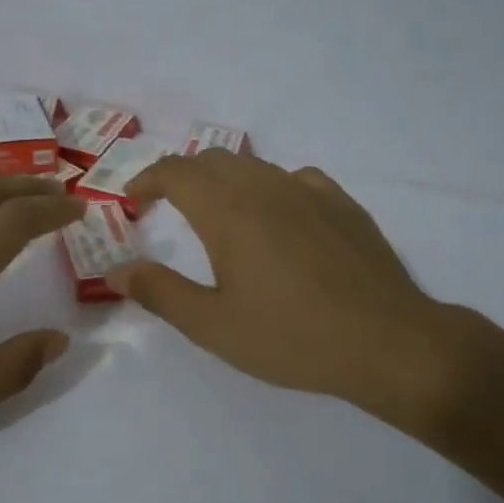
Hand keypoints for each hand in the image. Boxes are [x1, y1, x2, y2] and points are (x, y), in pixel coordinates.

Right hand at [109, 151, 477, 428]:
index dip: (147, 180)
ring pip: (253, 166)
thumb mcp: (213, 326)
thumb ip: (160, 292)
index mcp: (228, 212)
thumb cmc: (291, 337)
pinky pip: (294, 178)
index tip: (133, 201)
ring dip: (223, 179)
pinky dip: (269, 187)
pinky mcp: (342, 204)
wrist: (388, 342)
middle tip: (166, 205)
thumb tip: (115, 269)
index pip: (175, 172)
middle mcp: (265, 187)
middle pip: (212, 160)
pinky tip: (278, 216)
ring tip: (216, 212)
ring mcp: (309, 191)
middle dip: (181, 176)